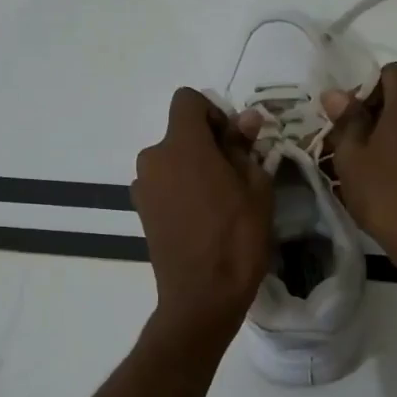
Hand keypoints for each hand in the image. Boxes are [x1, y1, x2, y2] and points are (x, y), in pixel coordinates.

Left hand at [133, 88, 273, 339]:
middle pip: (180, 132)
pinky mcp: (141, 211)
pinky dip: (182, 188)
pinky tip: (203, 217)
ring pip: (173, 159)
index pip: (188, 100)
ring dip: (195, 167)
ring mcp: (143, 186)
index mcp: (181, 145)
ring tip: (222, 200)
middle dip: (208, 143)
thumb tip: (246, 119)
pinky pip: (165, 183)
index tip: (234, 141)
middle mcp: (153, 158)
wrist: (202, 296)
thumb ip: (245, 147)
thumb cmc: (237, 237)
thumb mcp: (256, 187)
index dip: (214, 112)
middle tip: (237, 174)